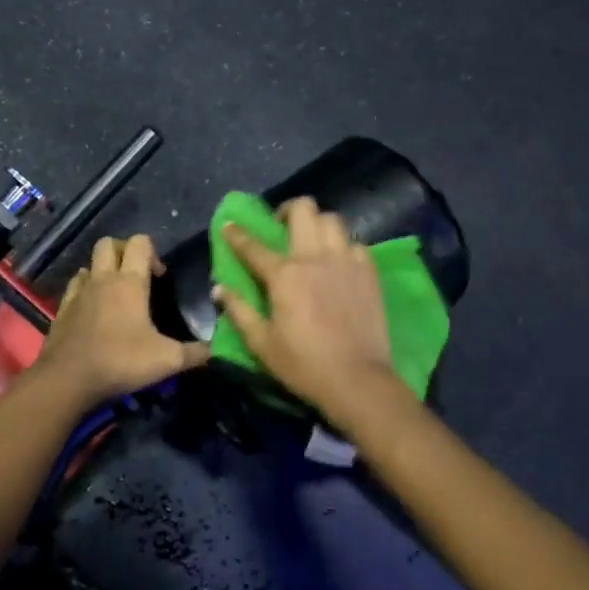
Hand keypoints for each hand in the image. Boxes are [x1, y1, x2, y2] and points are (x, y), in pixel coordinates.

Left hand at [33, 234, 210, 403]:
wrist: (67, 379)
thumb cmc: (120, 361)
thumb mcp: (167, 360)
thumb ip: (195, 353)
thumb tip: (216, 349)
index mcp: (129, 282)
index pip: (140, 243)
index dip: (153, 252)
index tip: (160, 277)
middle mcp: (102, 279)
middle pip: (108, 244)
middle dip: (124, 251)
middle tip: (137, 275)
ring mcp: (78, 293)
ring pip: (88, 265)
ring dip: (102, 271)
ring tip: (115, 294)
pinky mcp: (62, 311)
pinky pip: (74, 288)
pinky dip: (84, 291)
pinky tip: (93, 310)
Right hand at [215, 198, 396, 418]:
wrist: (357, 380)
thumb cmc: (303, 365)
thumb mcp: (261, 344)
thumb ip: (239, 311)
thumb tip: (220, 288)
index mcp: (284, 276)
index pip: (253, 245)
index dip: (237, 234)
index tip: (229, 226)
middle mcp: (315, 258)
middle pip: (303, 209)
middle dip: (287, 210)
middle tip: (281, 228)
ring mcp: (346, 261)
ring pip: (333, 219)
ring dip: (318, 224)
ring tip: (312, 242)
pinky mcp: (369, 272)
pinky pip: (355, 243)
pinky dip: (343, 246)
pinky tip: (338, 263)